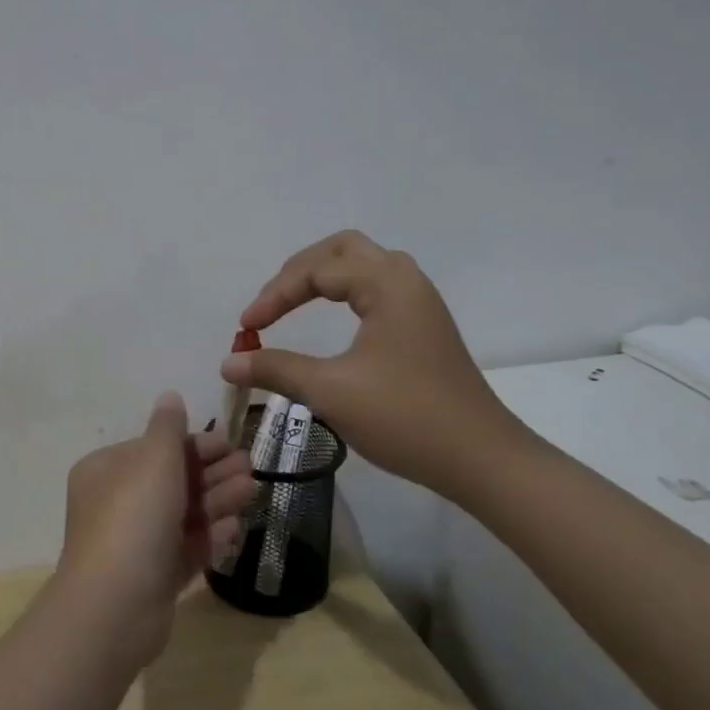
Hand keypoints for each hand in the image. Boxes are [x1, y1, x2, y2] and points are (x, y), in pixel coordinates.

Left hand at [55, 392, 254, 663]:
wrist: (114, 607)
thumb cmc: (133, 518)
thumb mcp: (154, 460)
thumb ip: (168, 429)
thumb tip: (170, 396)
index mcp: (107, 470)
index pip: (155, 449)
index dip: (194, 444)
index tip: (231, 441)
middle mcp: (117, 503)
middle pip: (172, 481)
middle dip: (213, 473)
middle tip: (251, 467)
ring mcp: (134, 543)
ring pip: (182, 515)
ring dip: (217, 500)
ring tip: (253, 491)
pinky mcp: (152, 578)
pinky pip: (184, 549)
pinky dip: (208, 537)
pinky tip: (235, 529)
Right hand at [220, 230, 536, 498]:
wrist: (481, 460)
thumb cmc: (406, 417)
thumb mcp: (331, 391)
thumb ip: (276, 369)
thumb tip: (228, 362)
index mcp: (387, 283)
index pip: (317, 270)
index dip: (275, 295)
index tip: (246, 328)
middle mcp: (406, 280)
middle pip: (343, 249)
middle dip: (299, 271)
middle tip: (271, 303)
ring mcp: (420, 302)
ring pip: (363, 264)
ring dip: (324, 276)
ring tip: (293, 301)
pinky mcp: (424, 326)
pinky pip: (377, 287)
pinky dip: (345, 292)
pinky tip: (334, 317)